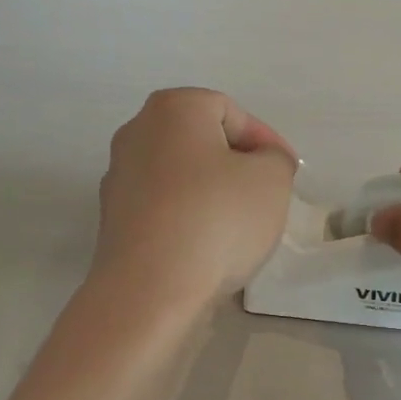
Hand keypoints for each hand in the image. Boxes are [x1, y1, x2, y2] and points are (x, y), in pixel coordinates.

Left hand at [91, 88, 297, 313]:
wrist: (150, 290)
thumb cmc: (217, 220)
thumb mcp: (272, 180)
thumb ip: (275, 159)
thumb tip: (260, 161)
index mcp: (173, 109)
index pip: (231, 112)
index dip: (265, 140)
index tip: (287, 173)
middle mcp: (136, 133)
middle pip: (201, 141)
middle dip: (236, 165)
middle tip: (265, 195)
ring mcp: (119, 177)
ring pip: (181, 176)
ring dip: (211, 193)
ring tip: (239, 226)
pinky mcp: (114, 220)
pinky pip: (163, 207)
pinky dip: (187, 218)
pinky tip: (207, 247)